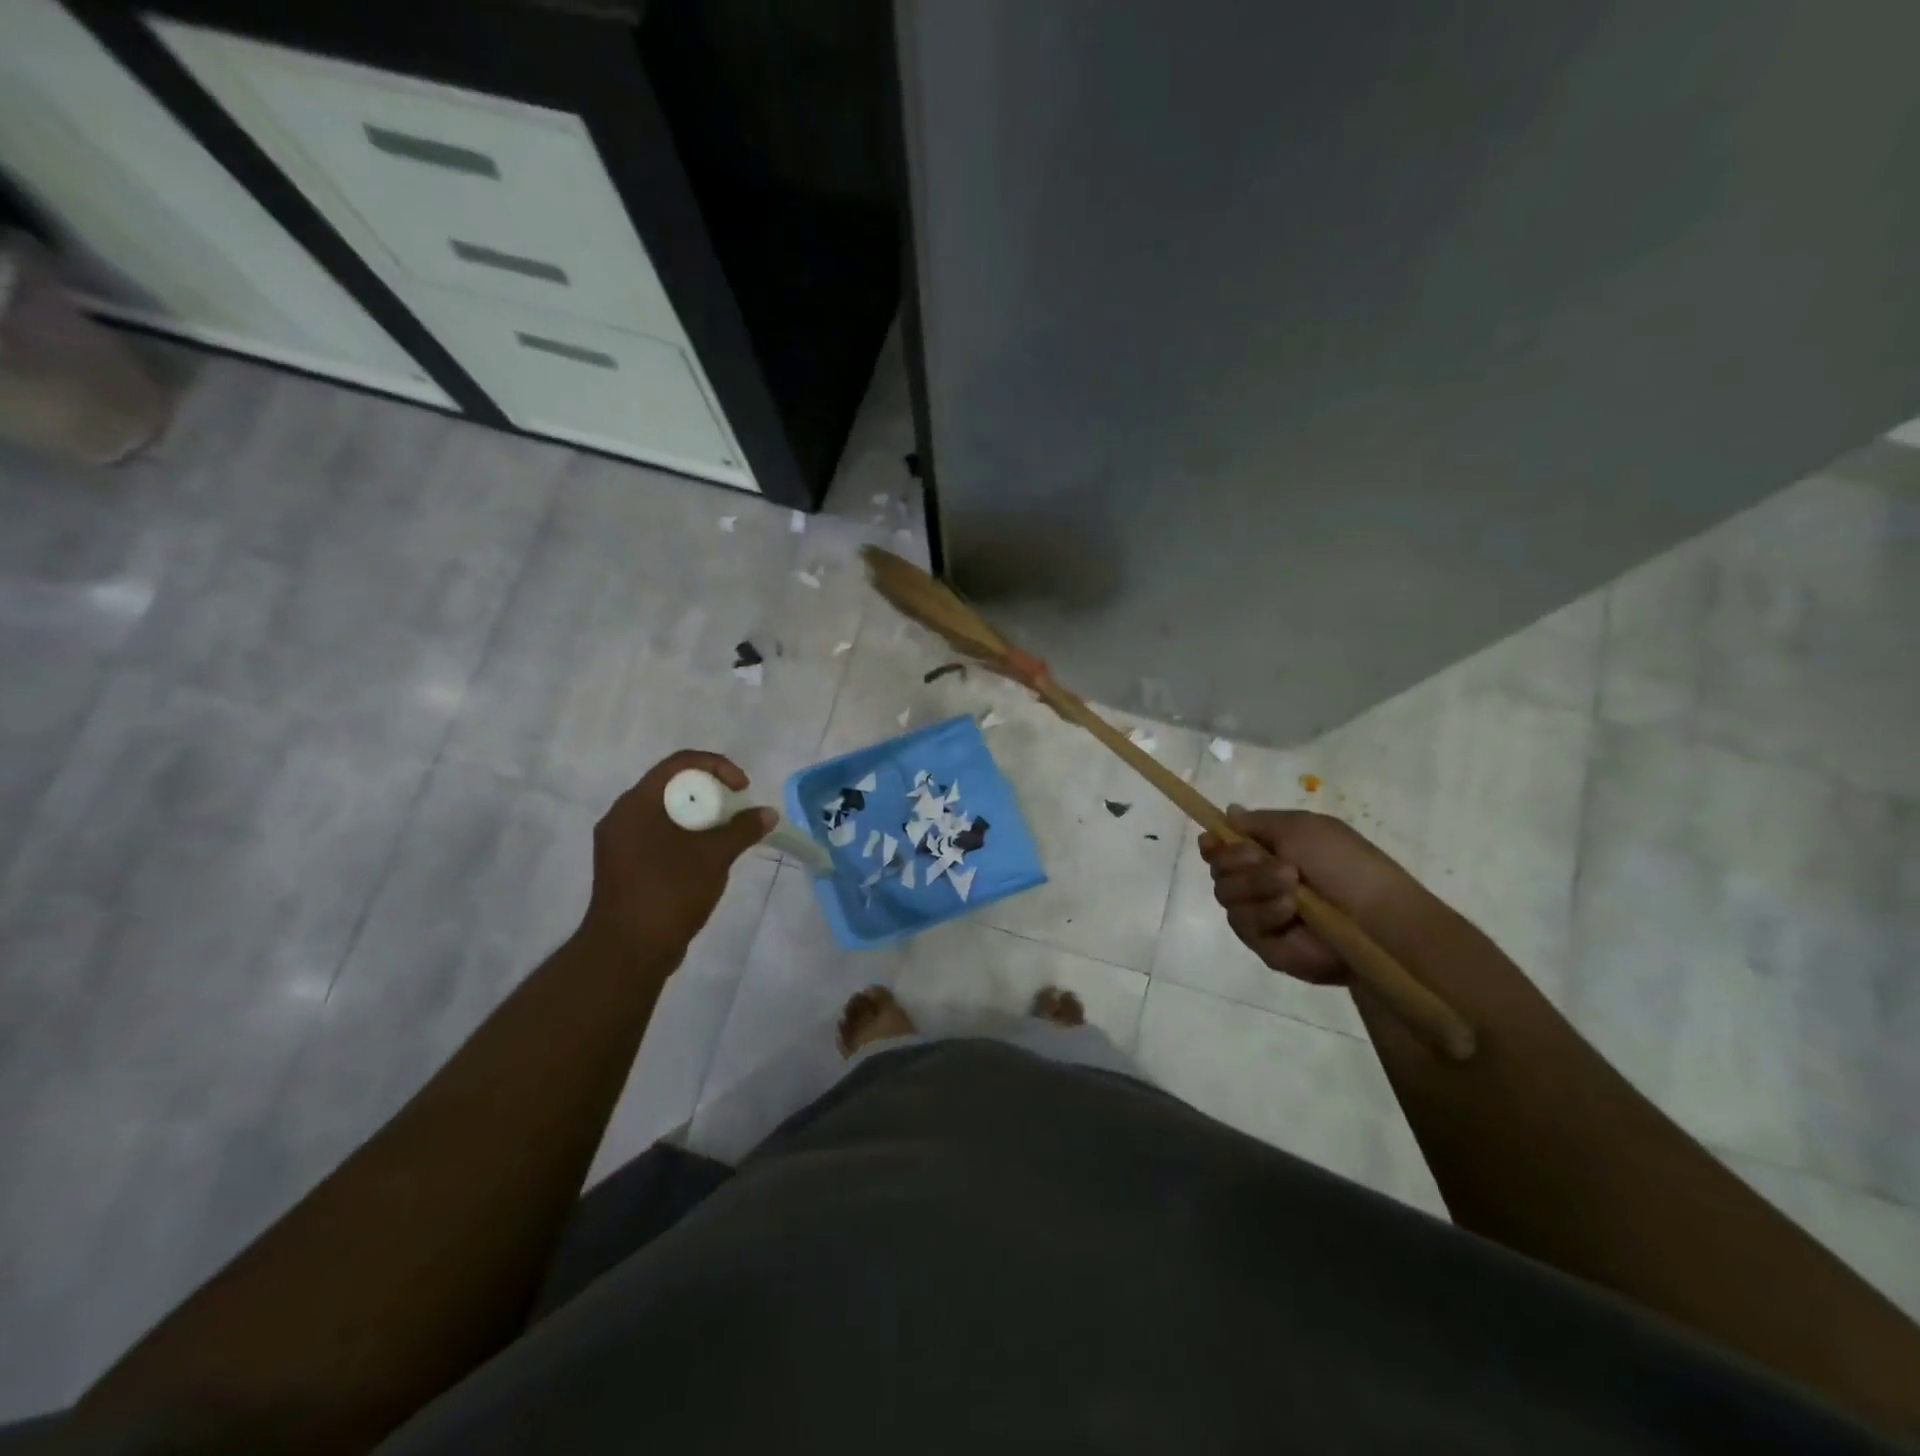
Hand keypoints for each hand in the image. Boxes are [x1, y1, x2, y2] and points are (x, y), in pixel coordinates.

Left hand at [581, 750, 773, 962]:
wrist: (628, 952)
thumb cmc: (669, 893)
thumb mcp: (714, 857)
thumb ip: (742, 829)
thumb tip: (767, 813)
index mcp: (636, 804)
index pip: (679, 764)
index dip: (717, 766)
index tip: (742, 789)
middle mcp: (623, 816)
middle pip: (672, 786)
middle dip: (711, 793)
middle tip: (737, 812)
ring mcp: (621, 843)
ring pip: (667, 813)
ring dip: (701, 817)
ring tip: (728, 836)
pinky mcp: (625, 866)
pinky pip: (660, 836)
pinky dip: (687, 837)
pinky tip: (707, 858)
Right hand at [1198, 807, 1425, 983]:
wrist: (1375, 920)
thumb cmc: (1345, 865)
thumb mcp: (1302, 826)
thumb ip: (1258, 821)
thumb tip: (1228, 813)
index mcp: (1271, 852)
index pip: (1224, 847)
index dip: (1214, 844)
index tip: (1212, 841)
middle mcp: (1260, 882)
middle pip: (1218, 868)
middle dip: (1238, 861)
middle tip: (1269, 861)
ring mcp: (1261, 914)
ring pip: (1225, 894)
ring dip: (1256, 885)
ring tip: (1291, 887)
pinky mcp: (1263, 945)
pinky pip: (1242, 923)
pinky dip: (1265, 912)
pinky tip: (1290, 912)